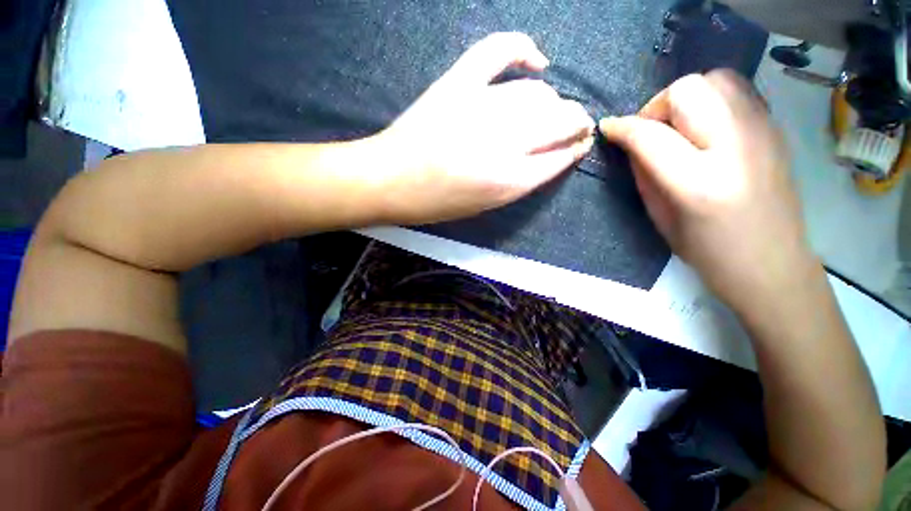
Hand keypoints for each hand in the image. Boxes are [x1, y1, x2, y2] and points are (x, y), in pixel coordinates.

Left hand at [374, 32, 594, 223]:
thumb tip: (549, 157)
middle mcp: (503, 144)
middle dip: (576, 122)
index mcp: (508, 182)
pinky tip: (536, 62)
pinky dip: (522, 48)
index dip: (574, 150)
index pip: (559, 158)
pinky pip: (498, 51)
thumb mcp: (485, 206)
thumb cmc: (437, 202)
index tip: (580, 145)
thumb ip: (521, 183)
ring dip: (553, 101)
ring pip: (537, 94)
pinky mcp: (457, 83)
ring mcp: (480, 107)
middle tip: (575, 124)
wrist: (390, 180)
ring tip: (551, 109)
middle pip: (558, 121)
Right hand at [599, 70, 814, 311]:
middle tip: (650, 131)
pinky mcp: (775, 129)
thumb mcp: (660, 217)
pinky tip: (705, 128)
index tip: (607, 129)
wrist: (773, 264)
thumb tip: (631, 143)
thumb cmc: (708, 252)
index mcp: (699, 183)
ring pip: (717, 79)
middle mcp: (736, 147)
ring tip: (679, 127)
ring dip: (686, 98)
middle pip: (689, 89)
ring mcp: (763, 132)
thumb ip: (644, 174)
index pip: (650, 136)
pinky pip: (738, 92)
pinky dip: (712, 100)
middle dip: (657, 106)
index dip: (621, 128)